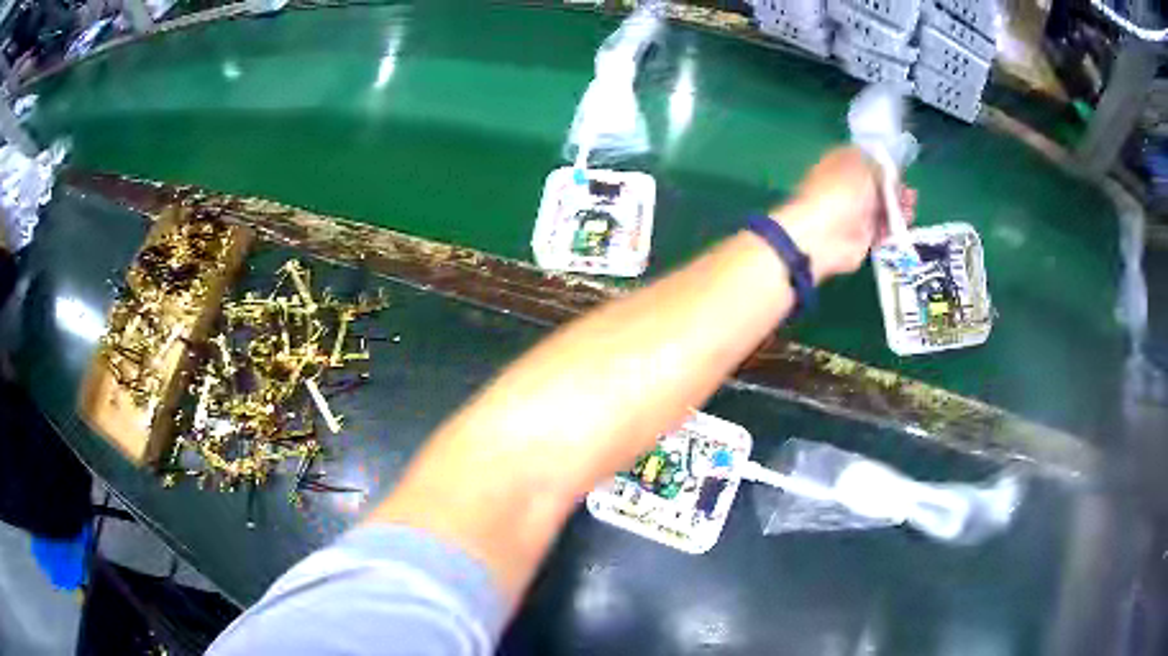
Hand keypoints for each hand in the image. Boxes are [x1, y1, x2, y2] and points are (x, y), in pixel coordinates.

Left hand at [771, 147, 914, 282]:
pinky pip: (884, 229)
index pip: (864, 159)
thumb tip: (885, 165)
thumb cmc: (840, 193)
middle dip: (896, 186)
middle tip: (909, 190)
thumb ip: (876, 164)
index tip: (899, 166)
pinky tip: (907, 221)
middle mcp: (848, 188)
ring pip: (883, 207)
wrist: (823, 236)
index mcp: (841, 165)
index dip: (882, 162)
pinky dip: (896, 225)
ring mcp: (856, 214)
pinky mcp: (863, 237)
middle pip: (877, 185)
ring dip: (900, 206)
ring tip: (911, 205)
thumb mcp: (861, 167)